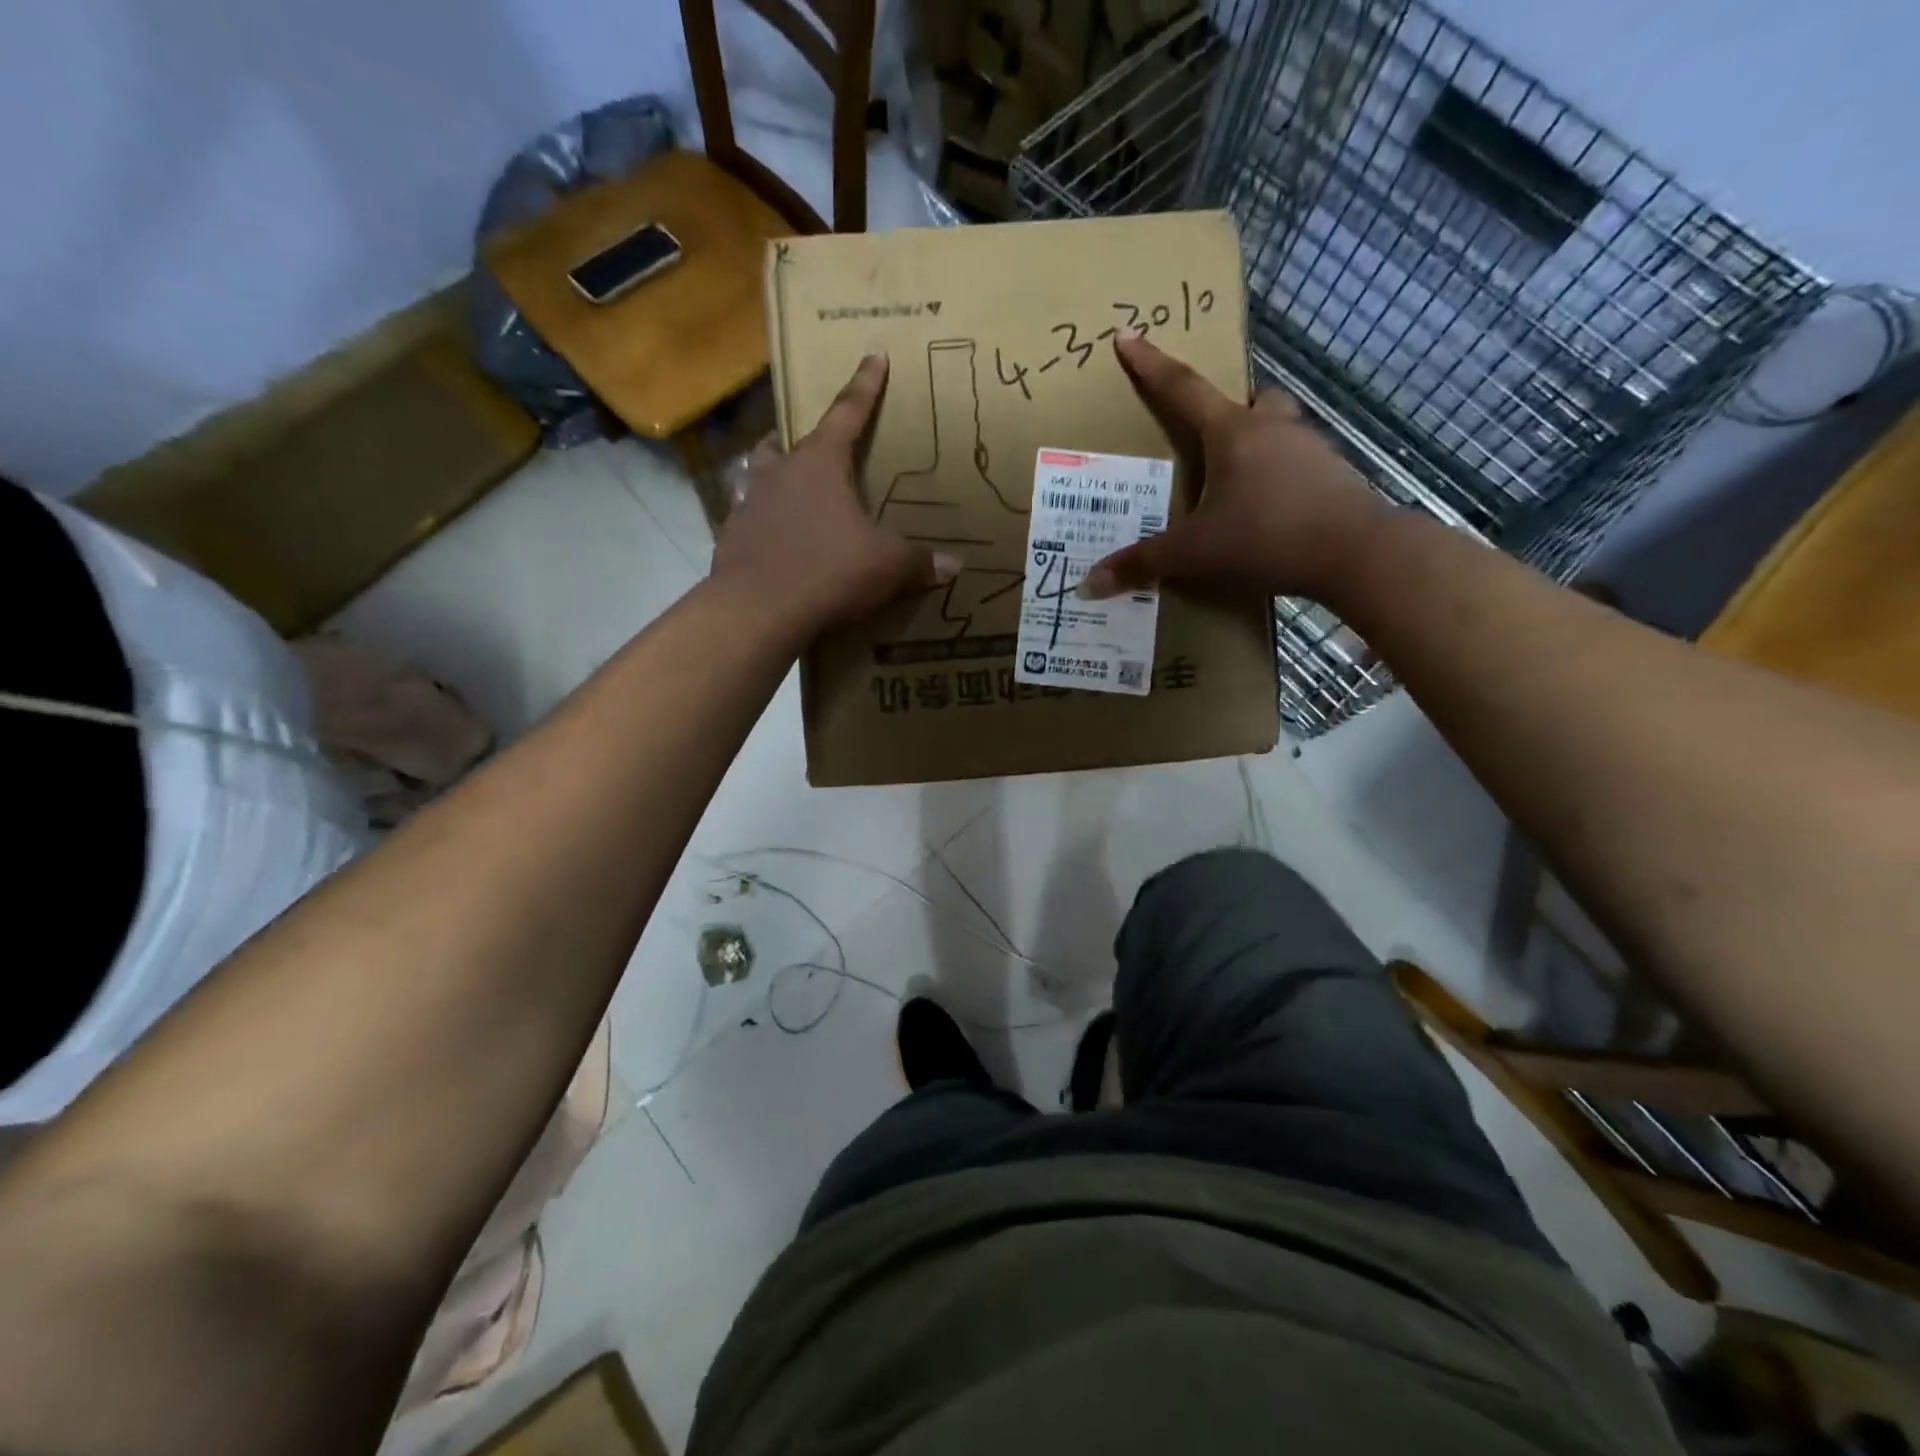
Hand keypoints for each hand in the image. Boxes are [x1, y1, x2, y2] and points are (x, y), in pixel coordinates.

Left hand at [710, 354, 959, 630]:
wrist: (757, 610)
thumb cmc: (828, 571)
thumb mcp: (886, 566)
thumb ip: (919, 562)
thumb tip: (955, 566)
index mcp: (821, 463)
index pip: (848, 413)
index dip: (865, 385)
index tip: (873, 354)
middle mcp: (780, 472)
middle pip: (789, 442)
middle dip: (805, 441)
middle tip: (818, 451)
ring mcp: (749, 503)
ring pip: (760, 474)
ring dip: (775, 477)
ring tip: (791, 493)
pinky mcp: (732, 537)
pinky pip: (749, 517)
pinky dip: (764, 522)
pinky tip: (776, 543)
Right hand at [1081, 335, 1389, 602]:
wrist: (1356, 553)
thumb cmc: (1267, 537)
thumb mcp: (1195, 553)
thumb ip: (1143, 564)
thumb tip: (1090, 583)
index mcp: (1232, 433)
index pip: (1182, 388)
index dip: (1151, 365)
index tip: (1128, 336)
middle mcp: (1273, 428)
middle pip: (1248, 400)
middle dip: (1228, 411)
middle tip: (1211, 439)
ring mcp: (1310, 449)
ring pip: (1278, 430)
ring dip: (1257, 446)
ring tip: (1236, 486)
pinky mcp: (1334, 476)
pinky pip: (1298, 464)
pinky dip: (1280, 478)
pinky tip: (1269, 512)